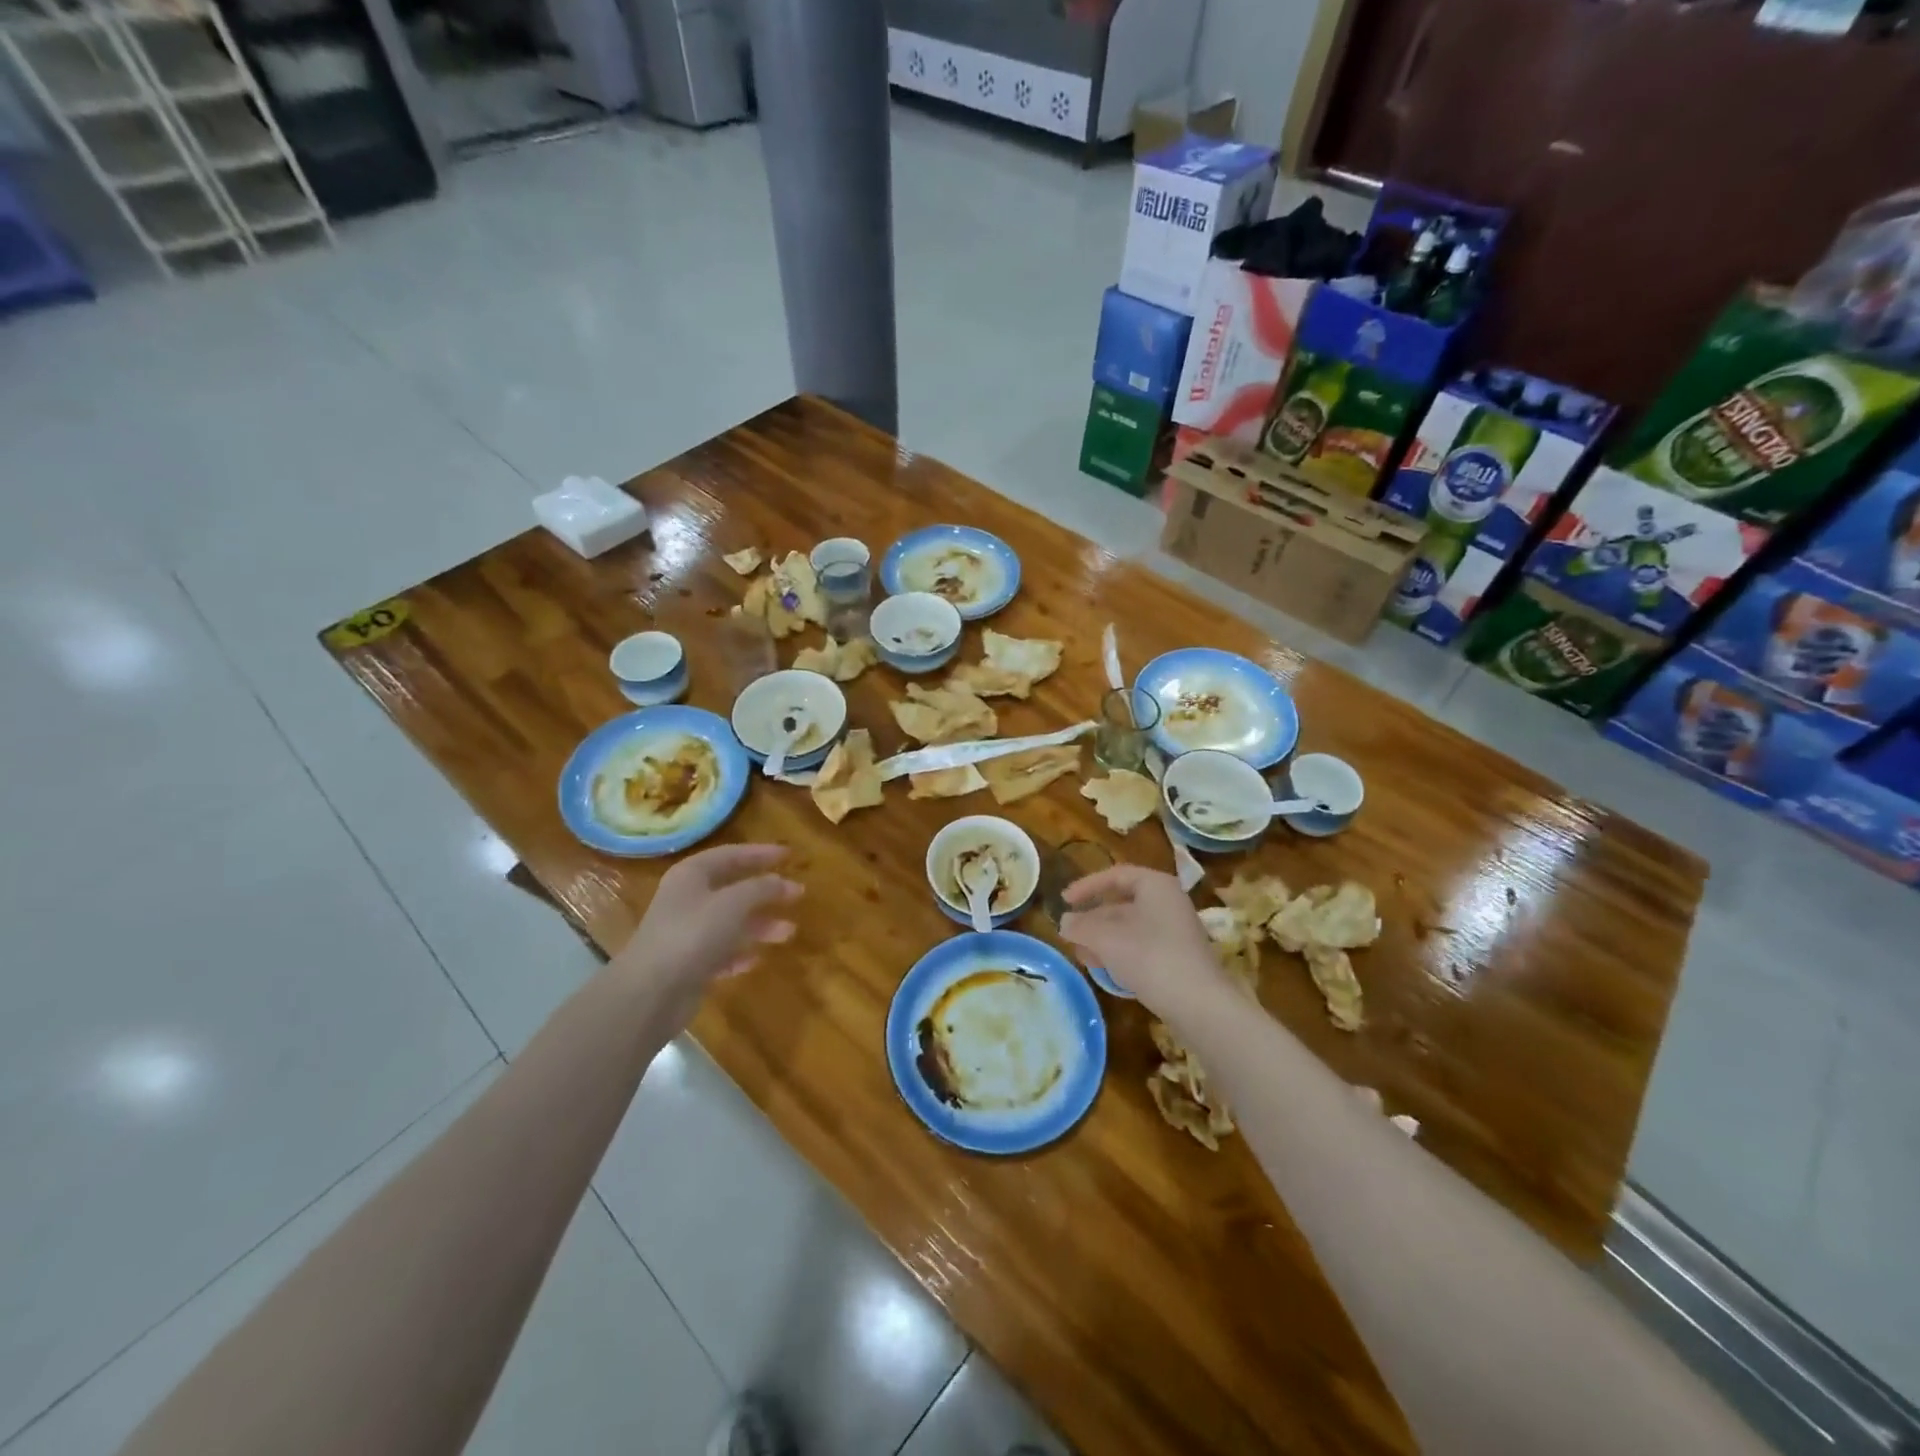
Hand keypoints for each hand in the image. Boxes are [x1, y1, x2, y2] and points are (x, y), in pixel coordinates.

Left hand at [612, 844, 801, 1009]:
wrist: (651, 992)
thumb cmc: (693, 934)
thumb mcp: (734, 903)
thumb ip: (761, 888)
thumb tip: (783, 882)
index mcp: (692, 875)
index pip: (731, 855)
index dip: (761, 853)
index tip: (790, 856)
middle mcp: (688, 899)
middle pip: (733, 889)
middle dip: (766, 892)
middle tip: (797, 894)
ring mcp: (687, 933)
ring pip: (731, 922)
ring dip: (760, 925)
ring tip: (789, 932)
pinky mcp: (689, 964)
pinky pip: (721, 952)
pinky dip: (740, 952)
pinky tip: (756, 959)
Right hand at [1057, 865, 1223, 1011]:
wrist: (1199, 1004)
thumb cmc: (1150, 957)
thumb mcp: (1106, 939)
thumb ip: (1081, 926)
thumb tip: (1065, 922)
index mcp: (1156, 885)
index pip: (1115, 875)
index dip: (1086, 886)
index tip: (1065, 901)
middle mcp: (1169, 902)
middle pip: (1122, 903)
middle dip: (1093, 919)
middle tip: (1071, 935)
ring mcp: (1176, 930)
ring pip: (1131, 927)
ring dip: (1103, 939)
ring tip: (1083, 956)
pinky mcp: (1178, 956)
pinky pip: (1142, 946)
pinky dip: (1120, 952)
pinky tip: (1106, 970)